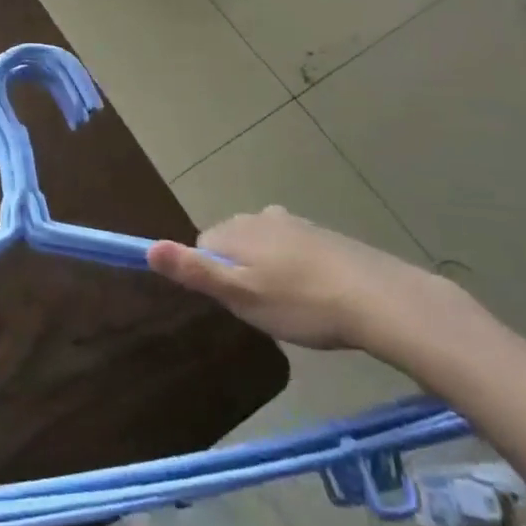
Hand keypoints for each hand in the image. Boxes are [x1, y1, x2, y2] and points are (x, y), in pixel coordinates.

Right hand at [148, 207, 470, 364]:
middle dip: (240, 273)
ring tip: (292, 308)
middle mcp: (261, 216)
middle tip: (264, 309)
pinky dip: (295, 270)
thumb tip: (148, 248)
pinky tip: (314, 296)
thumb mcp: (241, 294)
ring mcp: (295, 223)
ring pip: (264, 247)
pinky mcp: (323, 235)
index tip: (236, 303)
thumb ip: (194, 271)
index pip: (202, 246)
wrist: (377, 298)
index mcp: (237, 229)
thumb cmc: (300, 302)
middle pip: (232, 243)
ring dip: (268, 272)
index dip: (213, 277)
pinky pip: (293, 250)